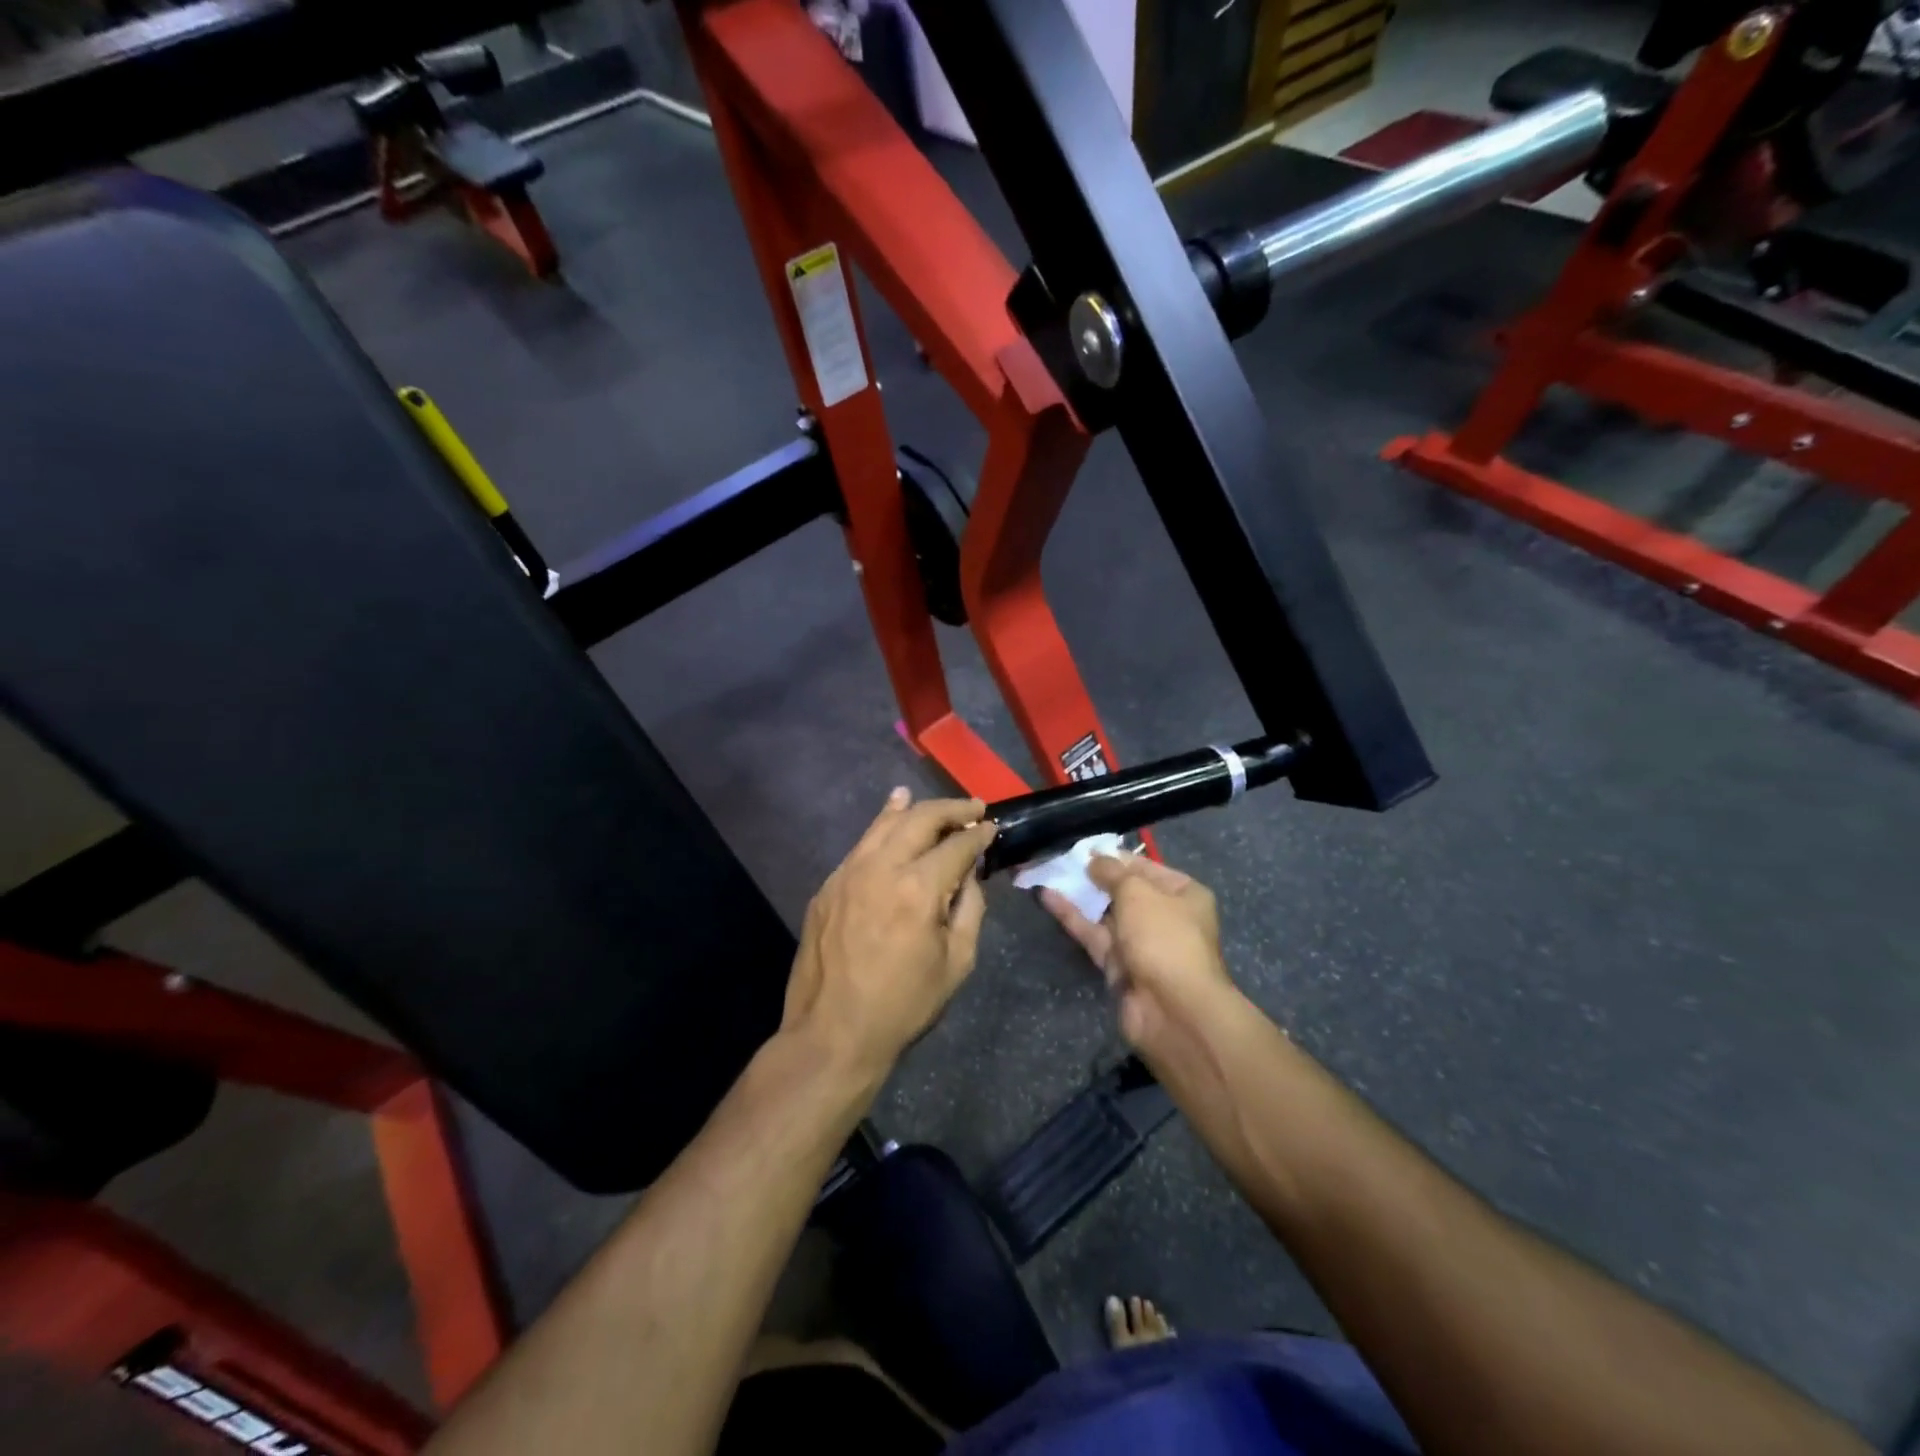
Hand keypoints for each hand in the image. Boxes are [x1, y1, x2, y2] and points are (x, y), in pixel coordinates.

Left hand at [783, 789, 997, 1085]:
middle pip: (920, 819)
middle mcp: (881, 868)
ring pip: (885, 824)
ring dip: (914, 809)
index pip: (956, 845)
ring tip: (937, 805)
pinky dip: (882, 826)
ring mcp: (847, 873)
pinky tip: (892, 817)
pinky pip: (861, 845)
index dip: (978, 833)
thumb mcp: (956, 962)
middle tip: (973, 808)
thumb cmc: (903, 1005)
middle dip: (951, 809)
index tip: (992, 827)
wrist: (832, 1034)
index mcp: (918, 889)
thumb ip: (969, 908)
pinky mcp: (828, 886)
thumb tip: (968, 873)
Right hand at [1040, 853, 1237, 1060]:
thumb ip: (1112, 872)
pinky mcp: (1118, 966)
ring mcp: (1140, 943)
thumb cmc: (1164, 938)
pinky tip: (1047, 897)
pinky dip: (1072, 917)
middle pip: (1124, 890)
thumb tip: (1094, 859)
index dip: (1115, 856)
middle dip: (1093, 876)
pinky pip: (1093, 934)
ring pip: (1105, 913)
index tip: (1083, 847)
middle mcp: (1164, 917)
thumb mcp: (1138, 892)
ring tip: (1048, 872)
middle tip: (1060, 858)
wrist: (1172, 1010)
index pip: (1145, 867)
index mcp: (1183, 894)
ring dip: (1079, 895)